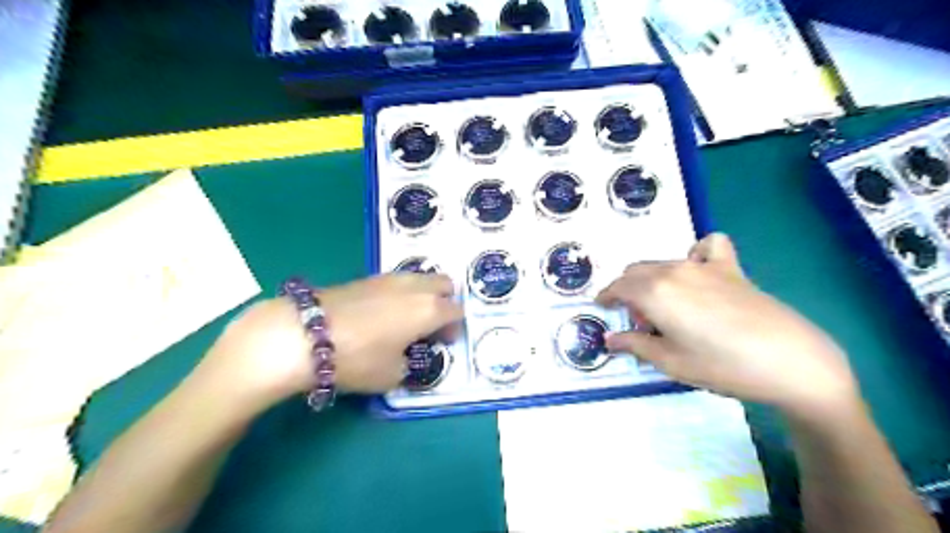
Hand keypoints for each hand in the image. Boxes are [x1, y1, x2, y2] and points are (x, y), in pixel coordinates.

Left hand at [194, 275, 461, 407]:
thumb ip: (409, 365)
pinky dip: (400, 293)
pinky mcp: (366, 277)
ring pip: (419, 278)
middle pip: (444, 283)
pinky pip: (397, 281)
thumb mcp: (391, 375)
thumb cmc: (356, 358)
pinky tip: (382, 312)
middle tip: (431, 325)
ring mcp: (389, 278)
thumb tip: (406, 356)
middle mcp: (414, 287)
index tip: (443, 343)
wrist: (303, 334)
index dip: (454, 328)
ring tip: (406, 318)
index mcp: (429, 309)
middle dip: (444, 301)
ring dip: (422, 294)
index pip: (456, 311)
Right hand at [601, 234, 861, 416]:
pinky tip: (701, 272)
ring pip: (663, 262)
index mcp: (654, 292)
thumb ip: (634, 345)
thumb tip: (609, 340)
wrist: (790, 360)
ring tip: (666, 308)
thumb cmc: (721, 365)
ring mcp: (704, 265)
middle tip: (638, 321)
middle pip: (636, 271)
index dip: (606, 297)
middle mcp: (673, 270)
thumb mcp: (670, 362)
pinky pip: (707, 247)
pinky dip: (696, 254)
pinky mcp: (731, 267)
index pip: (618, 287)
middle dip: (627, 290)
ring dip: (652, 279)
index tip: (602, 308)